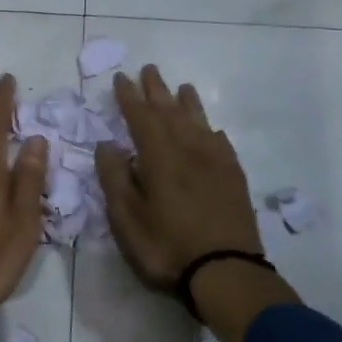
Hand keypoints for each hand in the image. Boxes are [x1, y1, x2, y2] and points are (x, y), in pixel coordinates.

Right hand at [94, 65, 263, 287]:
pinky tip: (210, 130)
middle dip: (156, 90)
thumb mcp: (126, 217)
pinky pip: (220, 143)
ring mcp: (216, 163)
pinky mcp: (233, 179)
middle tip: (148, 69)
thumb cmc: (166, 246)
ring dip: (186, 103)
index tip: (121, 78)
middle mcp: (189, 150)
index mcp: (159, 157)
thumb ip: (115, 177)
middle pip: (171, 112)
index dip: (129, 96)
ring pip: (199, 123)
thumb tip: (107, 144)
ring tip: (181, 88)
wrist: (226, 271)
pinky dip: (210, 130)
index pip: (141, 116)